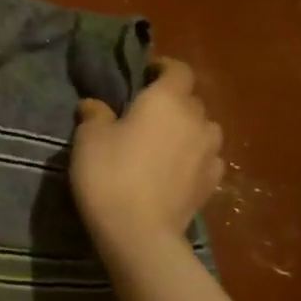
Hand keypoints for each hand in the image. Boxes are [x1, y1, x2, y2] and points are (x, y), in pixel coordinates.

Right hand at [71, 57, 224, 255]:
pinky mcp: (212, 183)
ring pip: (203, 129)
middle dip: (172, 102)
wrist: (139, 232)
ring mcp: (210, 153)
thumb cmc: (109, 174)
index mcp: (167, 100)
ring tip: (164, 142)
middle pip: (191, 100)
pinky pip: (206, 158)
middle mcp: (196, 119)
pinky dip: (193, 157)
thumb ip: (95, 114)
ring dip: (187, 130)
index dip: (163, 68)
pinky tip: (175, 169)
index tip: (144, 75)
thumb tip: (96, 105)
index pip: (178, 69)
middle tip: (145, 114)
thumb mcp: (88, 138)